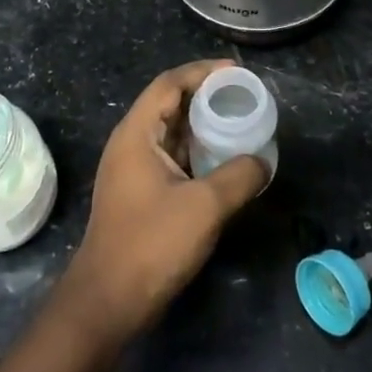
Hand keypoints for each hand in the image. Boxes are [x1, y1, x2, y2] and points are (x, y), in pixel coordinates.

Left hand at [61, 61, 267, 346]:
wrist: (109, 299)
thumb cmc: (152, 243)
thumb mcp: (205, 206)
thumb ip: (239, 176)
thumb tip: (262, 161)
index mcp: (136, 134)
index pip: (169, 84)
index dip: (202, 72)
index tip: (236, 72)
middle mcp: (130, 144)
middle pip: (169, 104)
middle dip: (205, 96)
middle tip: (244, 96)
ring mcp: (133, 170)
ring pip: (171, 133)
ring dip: (202, 125)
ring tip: (239, 122)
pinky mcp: (140, 193)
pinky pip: (172, 157)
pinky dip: (196, 151)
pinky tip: (223, 161)